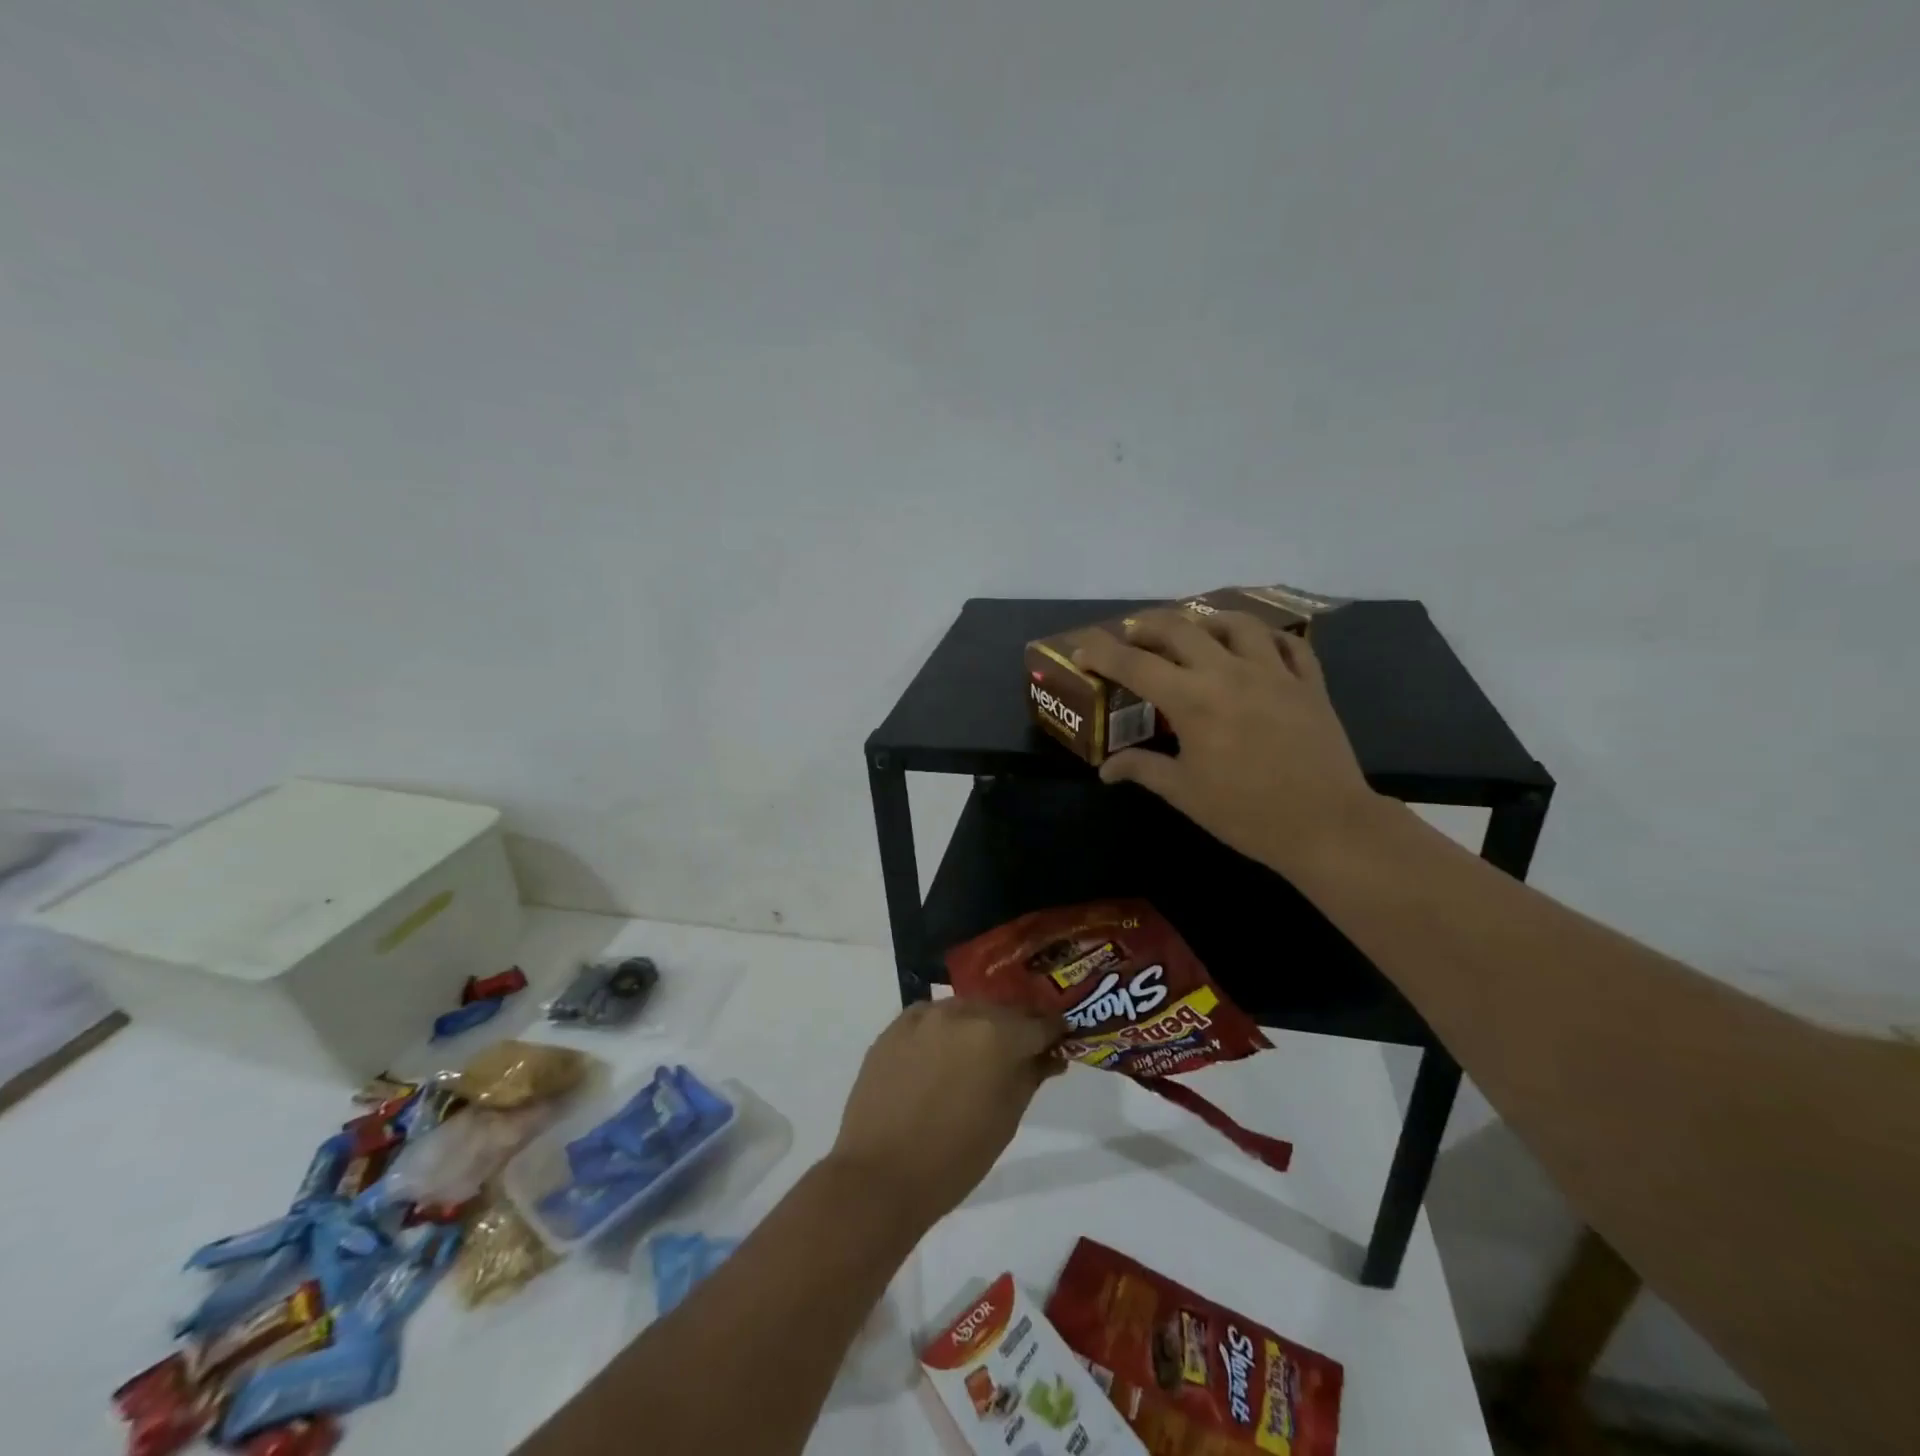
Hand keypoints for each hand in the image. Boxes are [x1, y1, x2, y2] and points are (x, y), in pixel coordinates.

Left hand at [828, 999, 1062, 1229]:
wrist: (881, 1175)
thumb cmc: (956, 1157)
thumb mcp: (1007, 1119)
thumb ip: (1031, 1075)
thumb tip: (1050, 1054)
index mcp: (997, 1034)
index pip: (1039, 1022)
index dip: (1054, 1032)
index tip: (1060, 1041)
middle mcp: (962, 1012)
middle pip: (1002, 1010)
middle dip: (1016, 1027)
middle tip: (1022, 1051)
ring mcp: (925, 1015)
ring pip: (966, 1009)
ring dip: (979, 1025)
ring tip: (979, 1054)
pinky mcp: (896, 1025)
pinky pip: (932, 1016)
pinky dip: (944, 1029)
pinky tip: (943, 1055)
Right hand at [1072, 607, 1386, 877]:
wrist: (1326, 825)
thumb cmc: (1246, 813)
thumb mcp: (1185, 793)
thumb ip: (1143, 769)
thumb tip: (1106, 769)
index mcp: (1192, 700)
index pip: (1134, 664)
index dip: (1103, 652)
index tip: (1083, 650)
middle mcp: (1229, 673)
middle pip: (1179, 629)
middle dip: (1146, 626)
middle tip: (1131, 635)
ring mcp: (1274, 672)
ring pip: (1236, 624)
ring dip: (1206, 621)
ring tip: (1193, 630)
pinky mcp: (1309, 682)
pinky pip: (1287, 643)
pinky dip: (1265, 638)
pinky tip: (1256, 646)